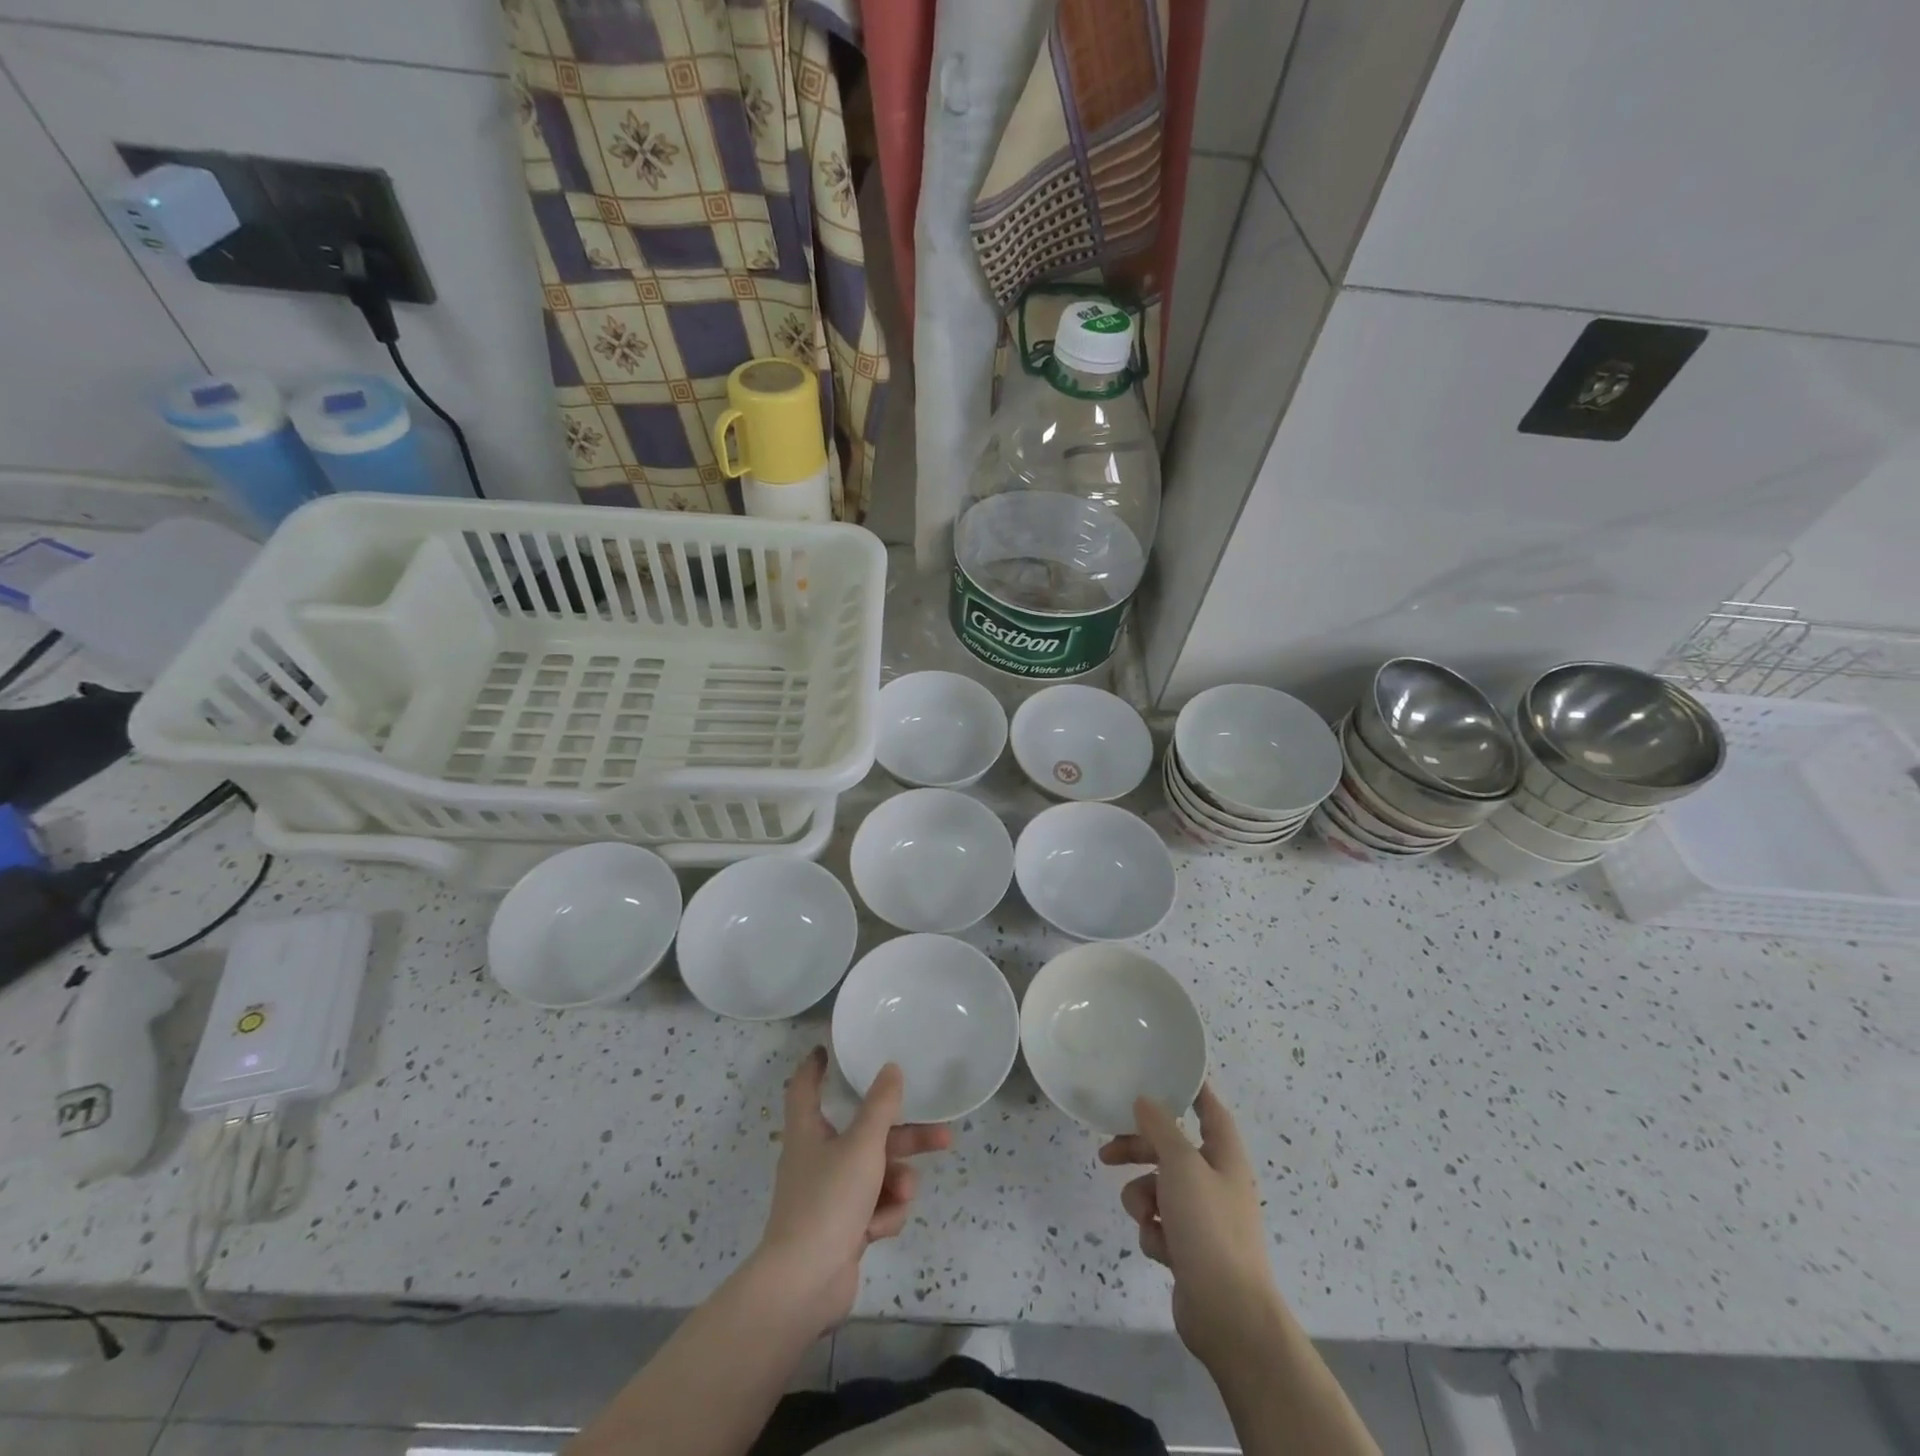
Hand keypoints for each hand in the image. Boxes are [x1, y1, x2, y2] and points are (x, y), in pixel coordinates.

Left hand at [751, 1047, 950, 1338]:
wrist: (804, 1285)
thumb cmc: (828, 1201)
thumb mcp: (862, 1146)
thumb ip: (881, 1106)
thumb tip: (891, 1068)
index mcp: (809, 1131)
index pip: (805, 1087)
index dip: (816, 1067)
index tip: (829, 1050)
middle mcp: (817, 1158)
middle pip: (866, 1135)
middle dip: (904, 1138)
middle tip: (941, 1136)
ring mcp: (830, 1196)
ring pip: (876, 1173)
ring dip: (896, 1182)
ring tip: (903, 1194)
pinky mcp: (842, 1228)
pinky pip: (873, 1207)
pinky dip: (881, 1215)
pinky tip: (878, 1230)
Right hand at [1099, 1084, 1284, 1368]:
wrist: (1228, 1314)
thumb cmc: (1209, 1227)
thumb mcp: (1181, 1165)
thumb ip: (1160, 1128)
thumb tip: (1145, 1100)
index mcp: (1224, 1156)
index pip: (1210, 1109)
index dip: (1191, 1090)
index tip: (1163, 1074)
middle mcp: (1215, 1182)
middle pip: (1171, 1150)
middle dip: (1139, 1151)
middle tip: (1108, 1152)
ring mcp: (1203, 1218)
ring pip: (1158, 1189)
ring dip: (1143, 1198)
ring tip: (1145, 1216)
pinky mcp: (1189, 1250)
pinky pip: (1159, 1224)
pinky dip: (1154, 1232)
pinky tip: (1160, 1248)